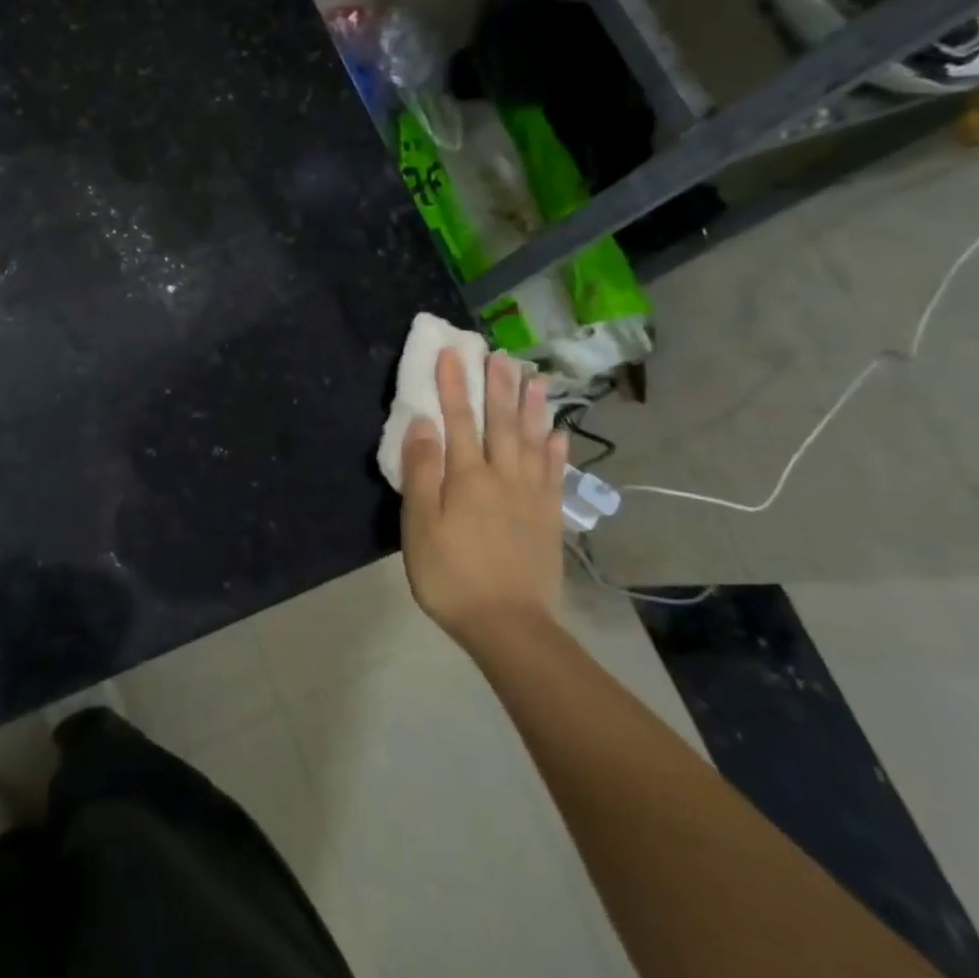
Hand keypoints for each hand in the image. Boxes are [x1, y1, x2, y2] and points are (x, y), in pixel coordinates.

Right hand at [399, 348, 568, 645]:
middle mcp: (503, 477)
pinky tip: (558, 434)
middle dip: (497, 386)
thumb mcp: (421, 525)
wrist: (508, 625)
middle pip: (501, 423)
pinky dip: (556, 450)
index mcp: (468, 477)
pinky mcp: (549, 517)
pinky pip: (554, 474)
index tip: (452, 353)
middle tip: (500, 354)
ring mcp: (531, 496)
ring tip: (535, 378)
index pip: (458, 420)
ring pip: (533, 442)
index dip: (454, 385)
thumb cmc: (452, 575)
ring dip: (532, 408)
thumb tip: (423, 424)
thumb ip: (423, 472)